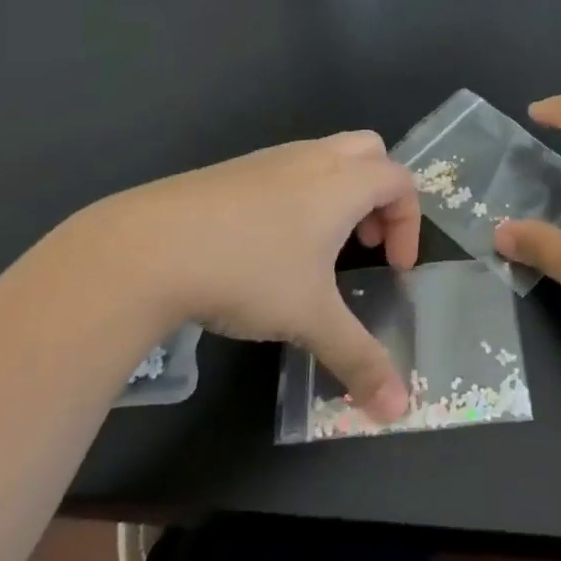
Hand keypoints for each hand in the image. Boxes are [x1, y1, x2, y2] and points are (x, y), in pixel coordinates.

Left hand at [69, 132, 418, 419]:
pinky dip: (302, 195)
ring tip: (320, 248)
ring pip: (326, 155)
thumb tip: (399, 409)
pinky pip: (289, 168)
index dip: (409, 223)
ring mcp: (269, 158)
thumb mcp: (310, 319)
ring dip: (341, 192)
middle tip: (366, 241)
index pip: (400, 181)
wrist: (151, 245)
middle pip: (369, 151)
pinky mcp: (234, 170)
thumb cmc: (249, 271)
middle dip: (380, 194)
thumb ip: (359, 359)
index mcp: (341, 183)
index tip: (395, 269)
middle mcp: (311, 158)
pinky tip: (271, 245)